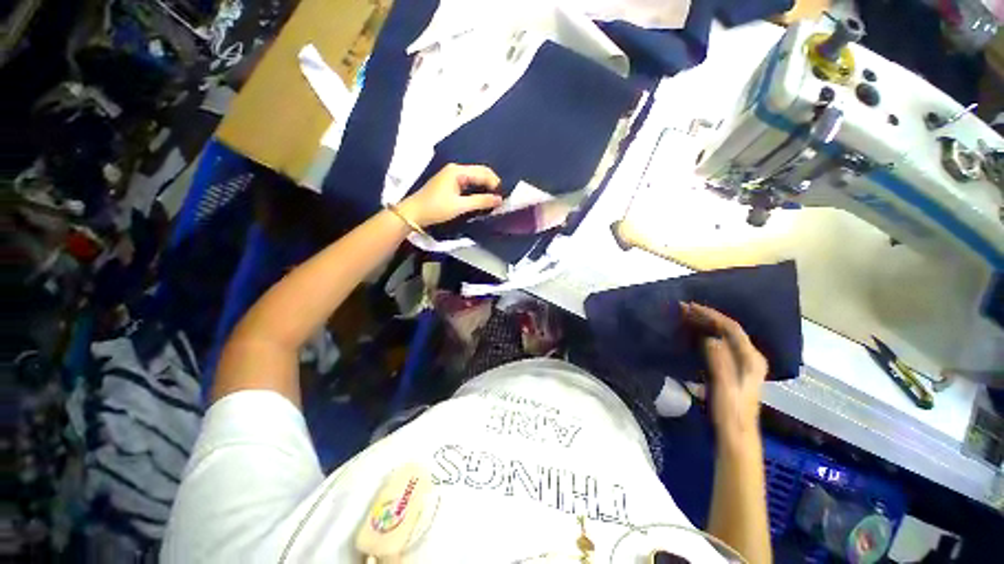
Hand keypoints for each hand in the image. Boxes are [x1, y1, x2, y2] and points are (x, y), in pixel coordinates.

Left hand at [396, 164, 503, 227]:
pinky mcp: (450, 184)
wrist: (414, 214)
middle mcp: (456, 170)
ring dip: (485, 188)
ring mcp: (452, 176)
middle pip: (480, 173)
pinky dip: (477, 191)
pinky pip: (469, 184)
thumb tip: (499, 200)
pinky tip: (482, 200)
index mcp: (458, 171)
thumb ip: (481, 201)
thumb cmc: (436, 208)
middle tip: (499, 200)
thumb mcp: (460, 206)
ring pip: (475, 179)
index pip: (483, 172)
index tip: (503, 197)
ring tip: (493, 201)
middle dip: (491, 185)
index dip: (495, 183)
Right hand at [681, 303, 767, 444]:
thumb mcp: (724, 386)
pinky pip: (720, 344)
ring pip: (724, 336)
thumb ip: (719, 360)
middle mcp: (750, 357)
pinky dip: (706, 335)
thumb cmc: (730, 412)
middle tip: (684, 310)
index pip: (732, 328)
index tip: (690, 307)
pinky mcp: (733, 369)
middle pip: (729, 330)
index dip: (711, 315)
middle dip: (707, 317)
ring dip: (706, 325)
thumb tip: (709, 337)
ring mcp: (743, 364)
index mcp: (751, 359)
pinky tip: (694, 335)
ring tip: (686, 318)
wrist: (736, 436)